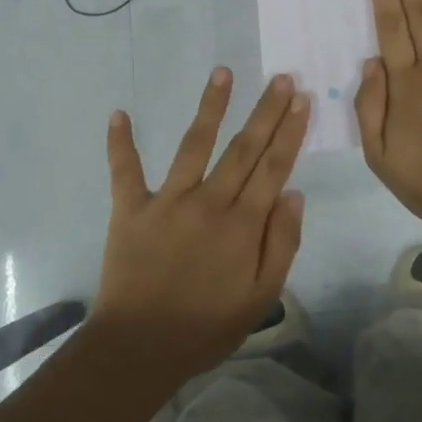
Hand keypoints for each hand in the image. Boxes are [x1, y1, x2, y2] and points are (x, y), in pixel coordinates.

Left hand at [94, 68, 309, 385]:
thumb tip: (294, 193)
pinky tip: (119, 113)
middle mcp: (209, 201)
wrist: (140, 348)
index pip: (274, 167)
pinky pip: (125, 170)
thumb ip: (281, 243)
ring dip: (210, 106)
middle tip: (280, 78)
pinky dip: (120, 143)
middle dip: (265, 111)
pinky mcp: (131, 209)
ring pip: (194, 144)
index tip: (302, 100)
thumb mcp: (261, 297)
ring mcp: (168, 201)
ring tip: (223, 73)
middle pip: (244, 148)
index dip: (290, 131)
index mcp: (243, 224)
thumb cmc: (207, 327)